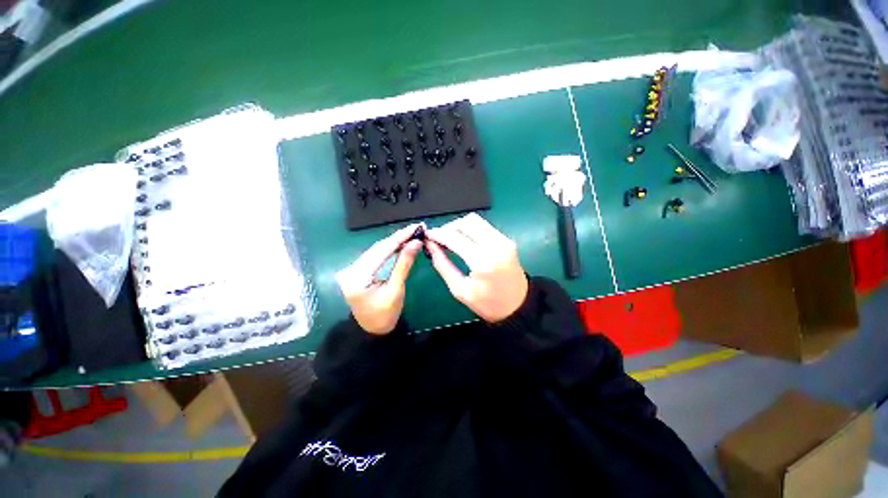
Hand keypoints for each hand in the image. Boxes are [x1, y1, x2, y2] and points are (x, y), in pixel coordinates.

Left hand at [336, 223, 423, 334]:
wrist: (372, 329)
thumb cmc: (385, 314)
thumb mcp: (396, 290)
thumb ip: (404, 265)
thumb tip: (415, 243)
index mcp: (357, 278)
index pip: (381, 251)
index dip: (400, 238)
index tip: (415, 227)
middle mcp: (351, 270)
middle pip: (378, 248)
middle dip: (399, 237)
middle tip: (416, 229)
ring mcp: (352, 269)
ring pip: (377, 249)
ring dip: (394, 241)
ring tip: (411, 233)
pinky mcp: (357, 269)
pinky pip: (375, 255)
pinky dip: (389, 248)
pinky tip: (400, 243)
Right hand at [425, 213, 528, 322]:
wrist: (518, 307)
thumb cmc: (488, 304)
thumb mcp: (460, 290)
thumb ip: (443, 266)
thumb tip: (431, 246)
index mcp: (482, 261)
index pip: (455, 238)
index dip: (438, 234)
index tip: (427, 235)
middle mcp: (495, 245)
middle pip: (466, 222)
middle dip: (449, 227)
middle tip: (439, 238)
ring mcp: (504, 240)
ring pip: (476, 220)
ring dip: (460, 226)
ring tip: (450, 239)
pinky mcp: (507, 240)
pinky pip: (484, 227)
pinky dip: (471, 230)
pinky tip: (464, 241)